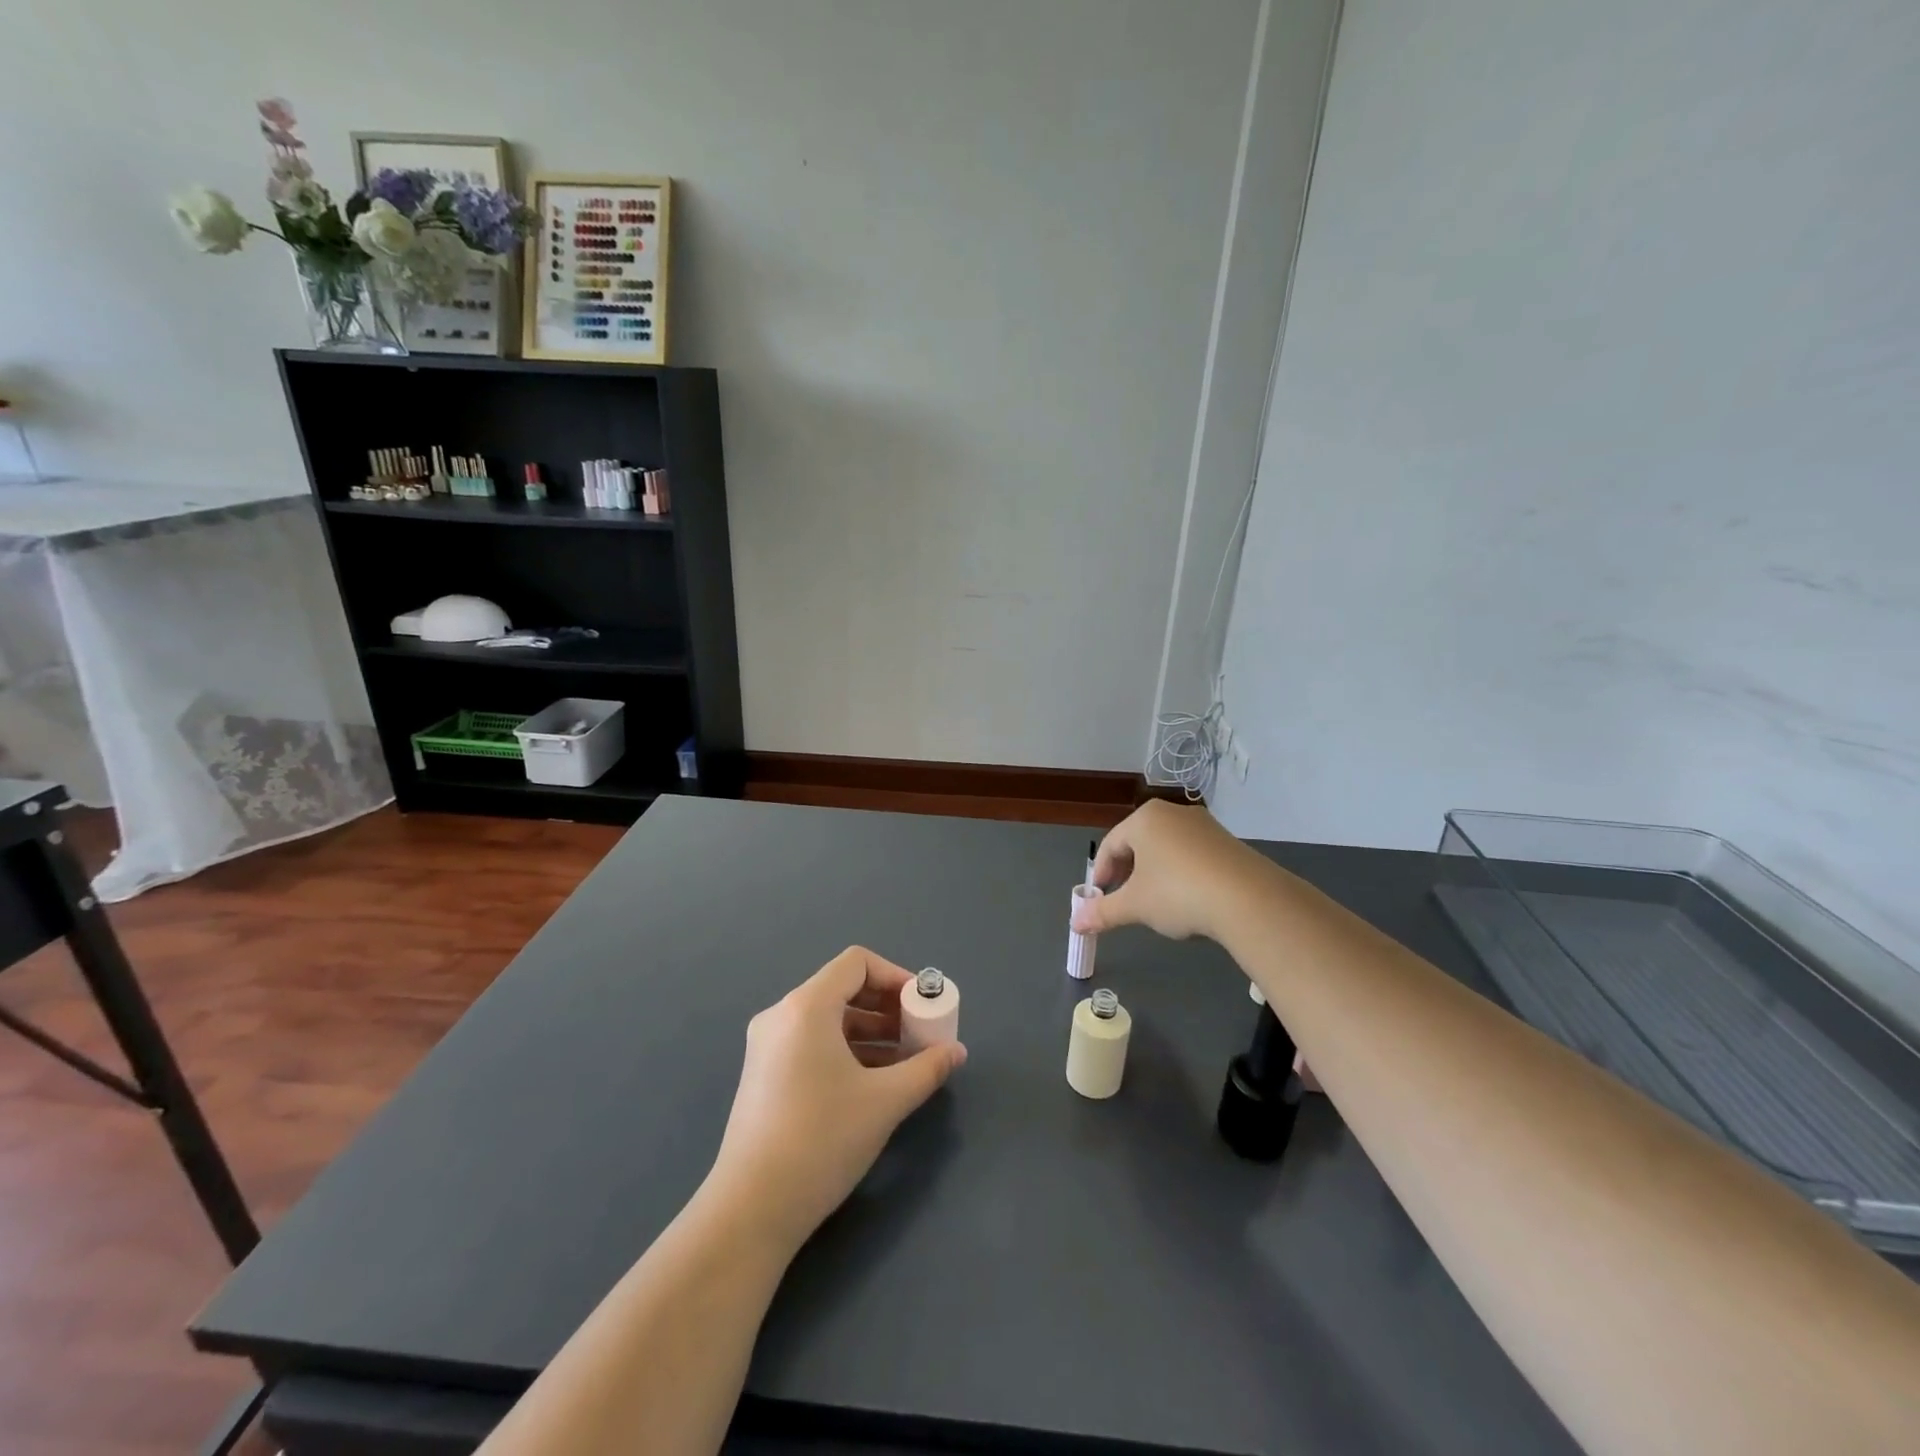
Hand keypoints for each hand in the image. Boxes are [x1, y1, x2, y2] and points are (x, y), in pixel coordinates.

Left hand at [707, 946, 965, 1252]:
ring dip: (870, 1032)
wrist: (751, 1209)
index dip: (896, 976)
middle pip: (843, 989)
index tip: (922, 1006)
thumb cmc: (822, 1139)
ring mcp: (767, 1046)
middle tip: (919, 1034)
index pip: (857, 963)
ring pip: (828, 1019)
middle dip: (887, 1007)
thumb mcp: (885, 1101)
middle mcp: (782, 1015)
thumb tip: (956, 1052)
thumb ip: (927, 1069)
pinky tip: (872, 1082)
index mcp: (807, 1006)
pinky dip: (846, 1050)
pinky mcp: (763, 1074)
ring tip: (905, 1062)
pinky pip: (812, 1042)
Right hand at [1072, 800, 1272, 941]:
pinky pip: (1192, 854)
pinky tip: (1187, 899)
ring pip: (1166, 848)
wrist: (1248, 899)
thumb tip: (1075, 923)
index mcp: (1145, 819)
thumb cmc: (1178, 893)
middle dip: (1127, 873)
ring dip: (1154, 874)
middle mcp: (1173, 813)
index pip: (1110, 844)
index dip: (1100, 873)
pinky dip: (1181, 874)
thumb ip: (1103, 912)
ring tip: (1155, 903)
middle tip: (1123, 900)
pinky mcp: (1227, 842)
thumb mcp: (1135, 906)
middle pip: (1138, 843)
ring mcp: (1204, 825)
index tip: (1099, 899)